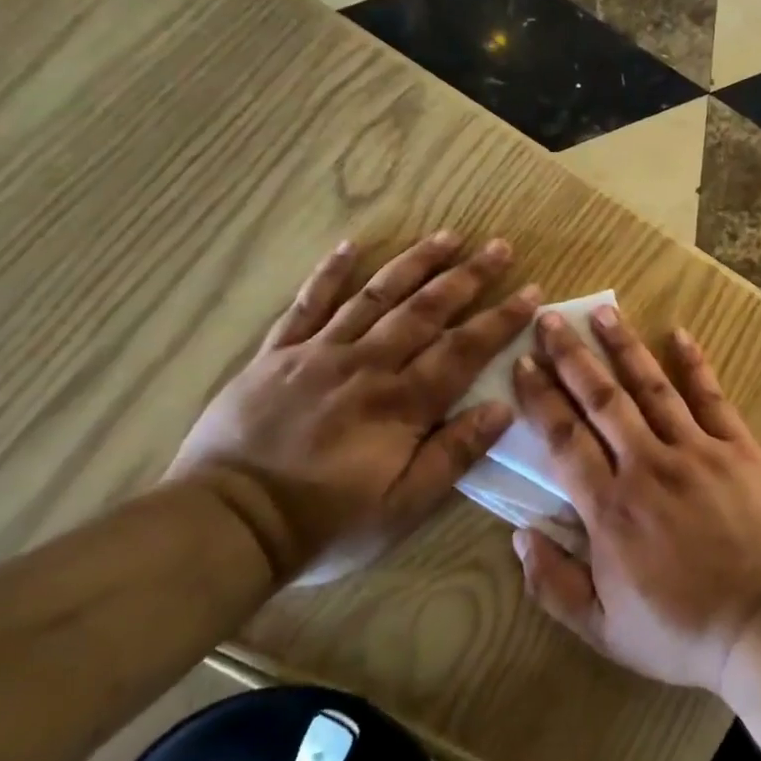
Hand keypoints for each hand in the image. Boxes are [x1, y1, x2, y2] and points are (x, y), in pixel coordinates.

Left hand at [168, 234, 538, 584]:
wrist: (228, 524)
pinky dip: (329, 273)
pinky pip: (307, 304)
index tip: (532, 291)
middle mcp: (366, 365)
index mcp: (401, 402)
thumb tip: (504, 408)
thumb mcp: (405, 505)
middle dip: (468, 277)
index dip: (501, 319)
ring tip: (447, 235)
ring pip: (376, 296)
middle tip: (499, 247)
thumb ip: (454, 454)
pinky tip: (350, 245)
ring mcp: (318, 353)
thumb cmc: (327, 522)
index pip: (464, 349)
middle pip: (426, 310)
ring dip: (415, 263)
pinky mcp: (276, 355)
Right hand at [509, 305, 760, 691]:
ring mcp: (697, 451)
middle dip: (572, 356)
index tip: (523, 363)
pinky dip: (694, 364)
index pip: (563, 438)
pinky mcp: (739, 449)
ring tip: (603, 312)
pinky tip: (679, 334)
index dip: (540, 397)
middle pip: (602, 400)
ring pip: (652, 388)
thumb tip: (519, 534)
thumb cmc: (682, 632)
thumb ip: (553, 583)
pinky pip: (712, 398)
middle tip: (550, 318)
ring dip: (624, 348)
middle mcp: (647, 466)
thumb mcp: (602, 630)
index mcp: (609, 508)